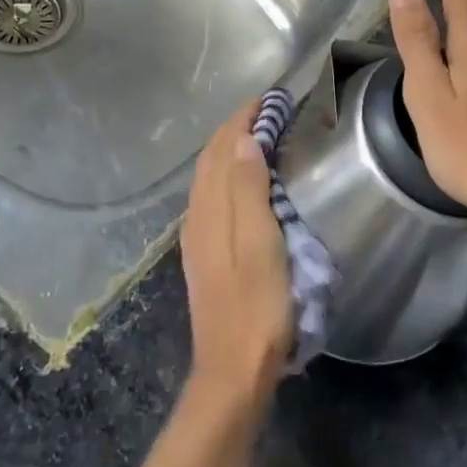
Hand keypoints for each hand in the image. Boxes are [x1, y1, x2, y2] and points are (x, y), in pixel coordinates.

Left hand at [178, 102, 292, 410]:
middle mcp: (197, 216)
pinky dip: (228, 174)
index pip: (222, 147)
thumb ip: (249, 189)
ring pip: (209, 178)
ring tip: (258, 134)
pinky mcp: (205, 255)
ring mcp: (198, 237)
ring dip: (230, 149)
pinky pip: (212, 197)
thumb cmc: (257, 305)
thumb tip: (244, 139)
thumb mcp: (260, 242)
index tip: (269, 97)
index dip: (242, 118)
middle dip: (235, 128)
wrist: (233, 369)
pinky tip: (242, 182)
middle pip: (211, 159)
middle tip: (267, 109)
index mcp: (211, 209)